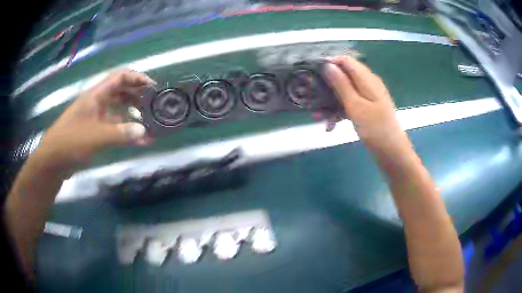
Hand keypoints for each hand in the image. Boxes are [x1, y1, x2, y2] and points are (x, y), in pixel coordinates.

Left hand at [35, 69, 155, 172]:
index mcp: (96, 95)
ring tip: (151, 124)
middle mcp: (98, 103)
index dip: (137, 78)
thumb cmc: (71, 141)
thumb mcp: (96, 136)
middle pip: (122, 92)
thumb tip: (144, 131)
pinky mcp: (97, 133)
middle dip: (139, 97)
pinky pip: (115, 129)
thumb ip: (120, 133)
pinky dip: (127, 133)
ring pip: (120, 111)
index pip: (120, 77)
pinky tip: (140, 141)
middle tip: (155, 106)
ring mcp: (97, 118)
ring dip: (135, 116)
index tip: (153, 87)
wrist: (54, 160)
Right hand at [323, 55, 411, 155]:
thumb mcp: (355, 105)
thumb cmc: (374, 128)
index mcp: (367, 79)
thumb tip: (328, 65)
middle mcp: (368, 84)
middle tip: (312, 98)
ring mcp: (369, 96)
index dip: (329, 63)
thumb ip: (341, 84)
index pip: (345, 60)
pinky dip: (340, 111)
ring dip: (331, 102)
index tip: (314, 74)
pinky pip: (351, 104)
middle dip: (327, 86)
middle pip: (344, 76)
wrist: (391, 151)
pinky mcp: (368, 108)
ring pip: (345, 92)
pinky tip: (331, 125)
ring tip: (319, 116)